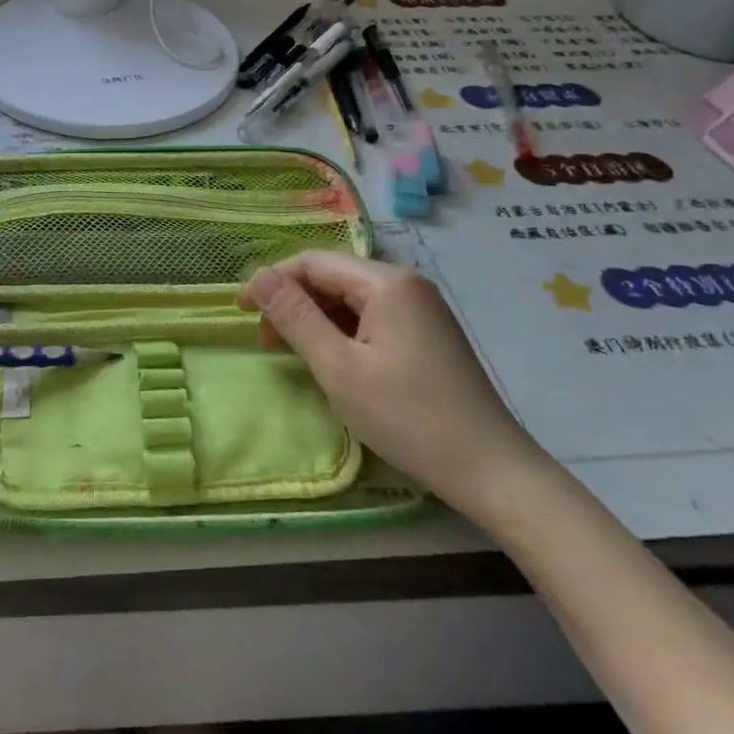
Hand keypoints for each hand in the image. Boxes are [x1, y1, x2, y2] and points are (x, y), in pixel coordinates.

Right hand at [239, 252, 546, 516]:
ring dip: (316, 318)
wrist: (492, 470)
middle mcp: (406, 284)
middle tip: (267, 342)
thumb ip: (295, 317)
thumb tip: (258, 277)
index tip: (241, 312)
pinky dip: (343, 332)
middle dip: (294, 301)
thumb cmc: (408, 417)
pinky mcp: (428, 334)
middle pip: (334, 276)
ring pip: (352, 299)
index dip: (272, 281)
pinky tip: (334, 361)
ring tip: (295, 353)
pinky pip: (373, 317)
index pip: (313, 262)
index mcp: (386, 282)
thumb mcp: (338, 368)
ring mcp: (422, 309)